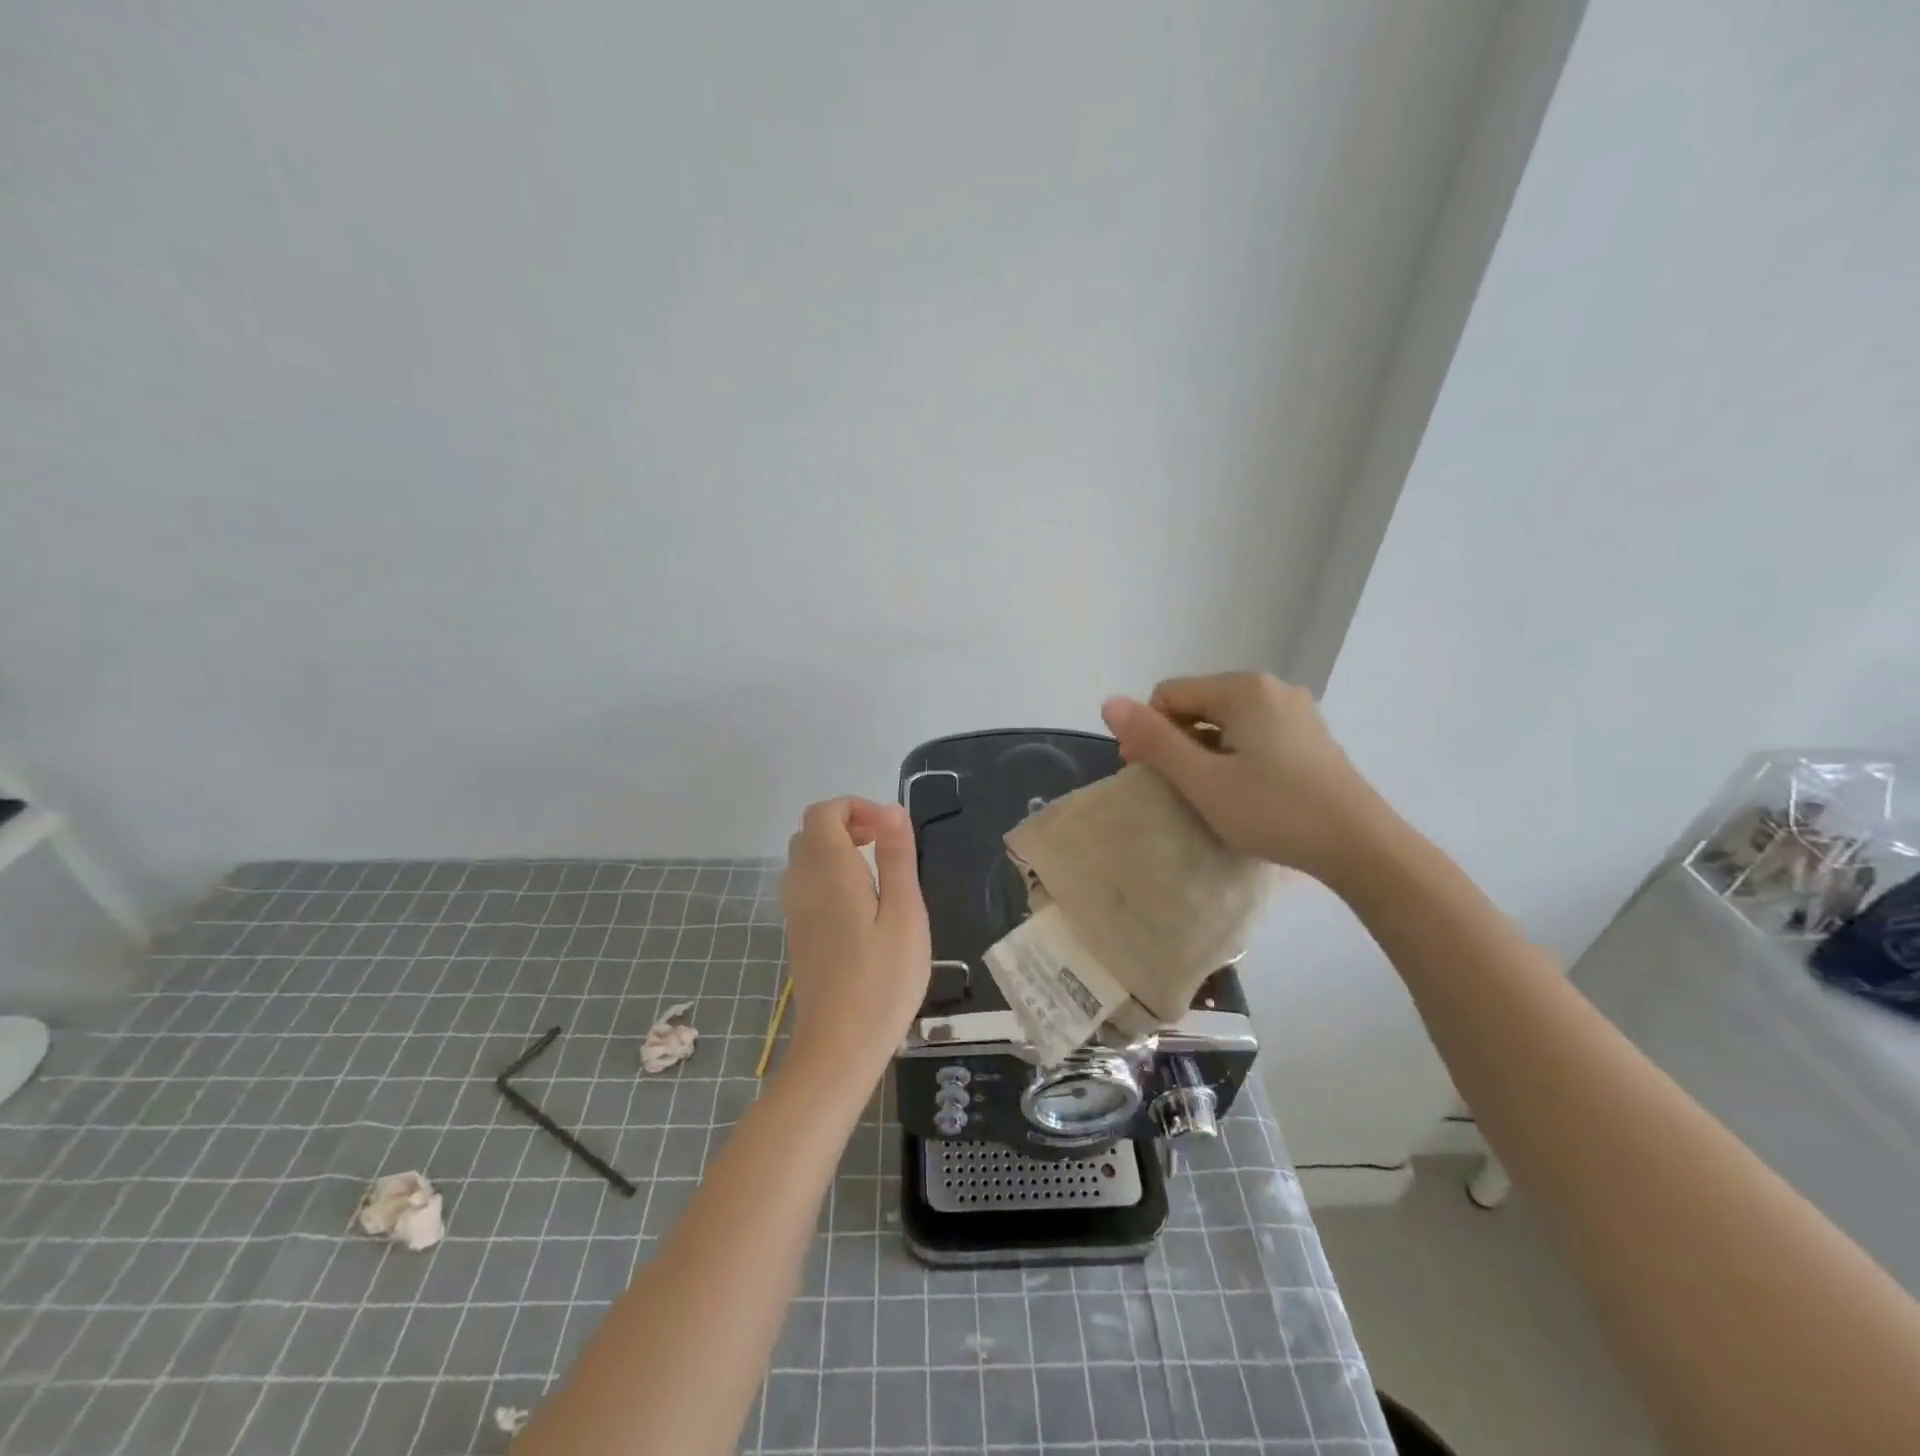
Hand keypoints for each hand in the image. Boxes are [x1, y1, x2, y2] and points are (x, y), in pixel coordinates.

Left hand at [778, 797, 930, 1081]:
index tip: (889, 830)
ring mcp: (795, 910)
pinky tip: (861, 905)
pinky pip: (805, 884)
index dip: (856, 807)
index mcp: (829, 870)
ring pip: (805, 858)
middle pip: (811, 832)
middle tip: (886, 845)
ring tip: (878, 872)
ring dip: (837, 849)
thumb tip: (892, 809)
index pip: (824, 812)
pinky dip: (829, 875)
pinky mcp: (798, 933)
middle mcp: (802, 882)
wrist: (840, 1045)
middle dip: (848, 824)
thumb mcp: (905, 913)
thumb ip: (897, 857)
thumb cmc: (883, 978)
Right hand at [1100, 672, 1392, 885]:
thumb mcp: (1204, 780)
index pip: (1168, 694)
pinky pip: (1252, 734)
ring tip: (1207, 794)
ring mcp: (1295, 711)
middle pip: (1197, 705)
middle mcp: (1271, 688)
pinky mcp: (1309, 737)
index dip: (1148, 732)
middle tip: (1174, 789)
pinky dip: (1233, 756)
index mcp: (1243, 689)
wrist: (1362, 847)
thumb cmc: (1275, 811)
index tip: (1146, 775)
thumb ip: (1154, 740)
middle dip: (1175, 741)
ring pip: (1225, 722)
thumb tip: (1108, 702)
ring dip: (1203, 752)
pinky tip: (1241, 791)